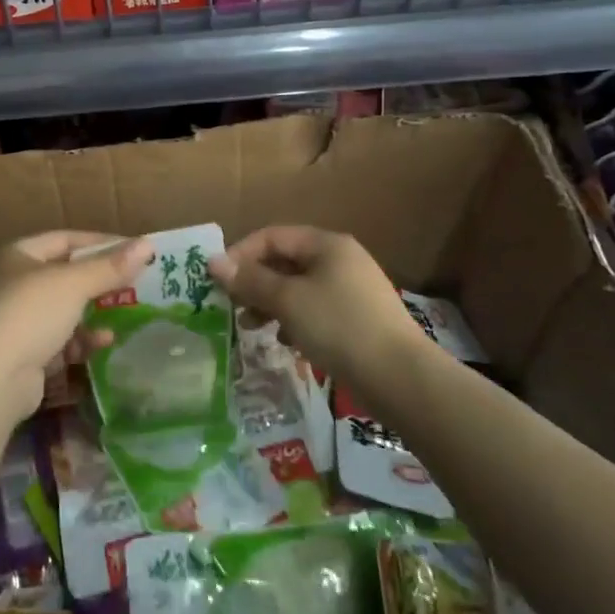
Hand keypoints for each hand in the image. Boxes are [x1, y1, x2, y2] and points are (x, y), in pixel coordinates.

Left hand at [0, 230, 154, 419]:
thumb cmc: (28, 314)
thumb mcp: (73, 284)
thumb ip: (110, 266)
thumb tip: (148, 244)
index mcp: (17, 255)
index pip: (65, 239)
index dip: (100, 242)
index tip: (134, 250)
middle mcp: (11, 284)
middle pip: (64, 276)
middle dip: (99, 282)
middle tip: (135, 285)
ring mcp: (14, 322)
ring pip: (63, 312)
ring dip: (92, 314)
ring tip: (123, 316)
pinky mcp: (20, 357)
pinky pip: (57, 342)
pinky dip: (80, 342)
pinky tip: (102, 344)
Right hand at [213, 226, 422, 388]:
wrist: (400, 378)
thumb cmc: (338, 327)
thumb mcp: (288, 301)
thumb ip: (250, 280)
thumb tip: (214, 261)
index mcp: (326, 244)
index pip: (272, 236)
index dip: (241, 253)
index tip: (218, 281)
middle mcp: (341, 259)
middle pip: (286, 261)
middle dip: (255, 282)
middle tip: (231, 306)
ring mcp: (353, 289)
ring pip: (299, 288)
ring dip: (271, 303)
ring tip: (252, 327)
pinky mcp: (358, 319)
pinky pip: (316, 310)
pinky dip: (295, 320)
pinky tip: (285, 342)